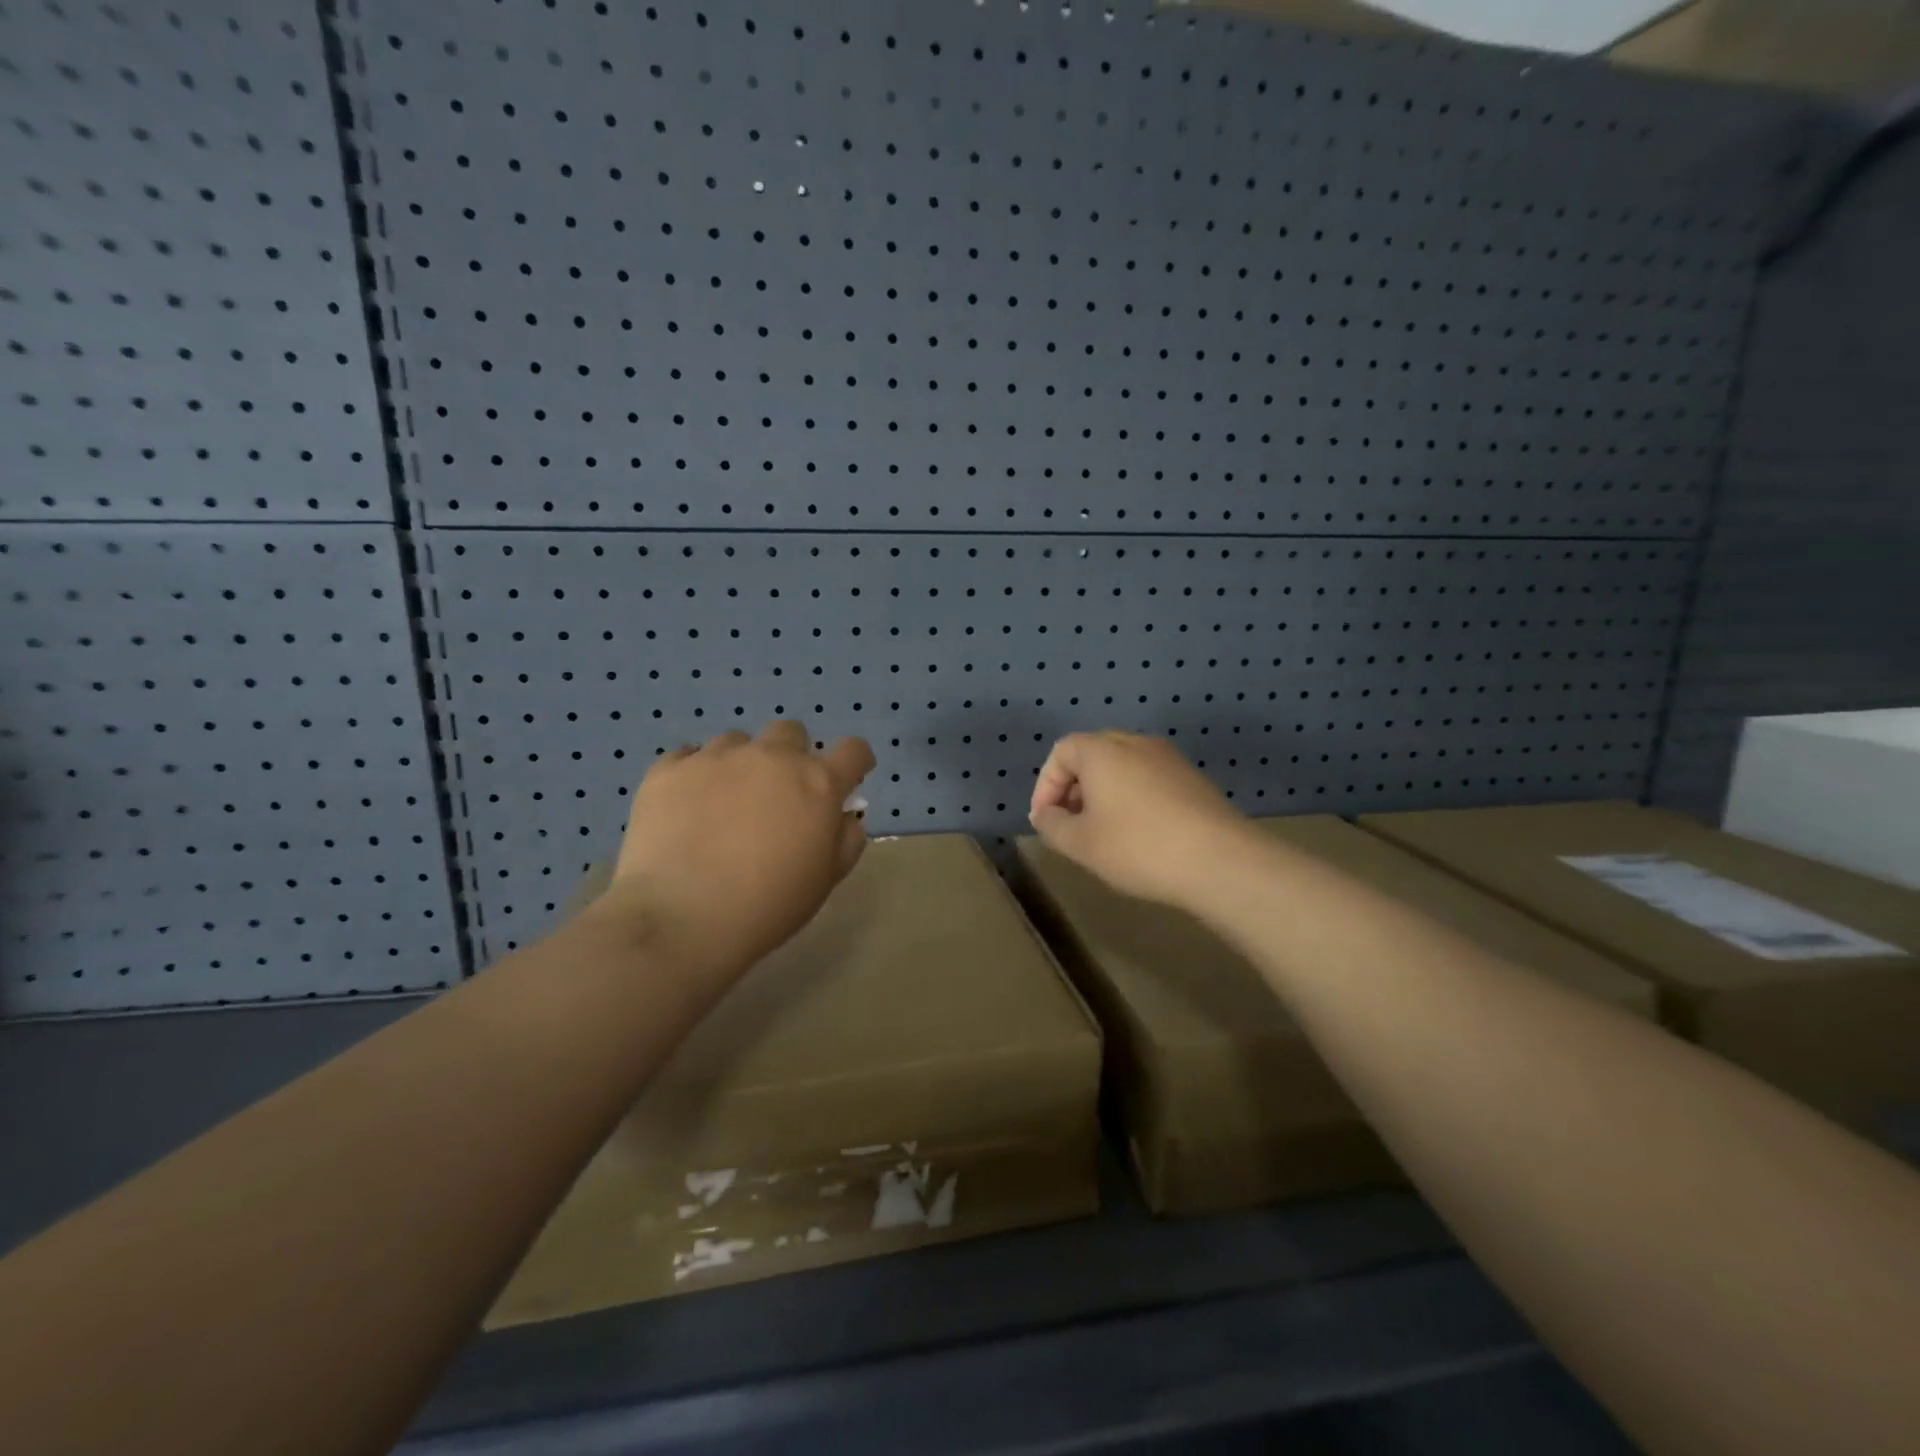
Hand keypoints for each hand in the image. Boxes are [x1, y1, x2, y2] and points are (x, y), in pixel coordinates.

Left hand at [602, 722, 875, 973]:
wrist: (680, 919)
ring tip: (724, 803)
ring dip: (741, 764)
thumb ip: (845, 840)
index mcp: (818, 784)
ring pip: (738, 741)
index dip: (854, 762)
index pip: (853, 751)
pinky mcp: (669, 769)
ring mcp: (717, 758)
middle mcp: (771, 757)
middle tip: (778, 796)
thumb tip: (843, 816)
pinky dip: (694, 774)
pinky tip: (686, 807)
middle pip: (792, 733)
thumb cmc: (767, 906)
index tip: (846, 780)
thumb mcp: (825, 880)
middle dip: (792, 756)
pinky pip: (688, 756)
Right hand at [1029, 731, 1253, 910]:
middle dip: (1074, 788)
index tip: (1045, 820)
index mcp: (1102, 750)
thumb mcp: (1080, 843)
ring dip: (1103, 794)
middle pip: (1092, 755)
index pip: (1061, 752)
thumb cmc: (1138, 847)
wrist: (1219, 860)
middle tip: (1070, 825)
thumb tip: (1045, 814)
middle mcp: (1135, 742)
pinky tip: (1138, 835)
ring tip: (1102, 833)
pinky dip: (1132, 798)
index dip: (1046, 785)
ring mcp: (1169, 758)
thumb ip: (1051, 825)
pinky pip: (1148, 779)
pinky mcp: (1192, 779)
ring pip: (1122, 767)